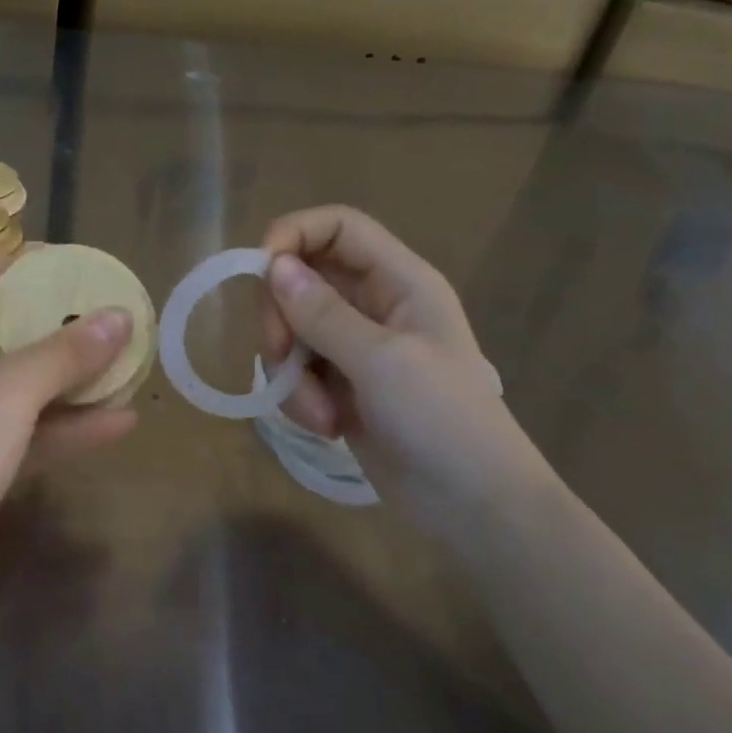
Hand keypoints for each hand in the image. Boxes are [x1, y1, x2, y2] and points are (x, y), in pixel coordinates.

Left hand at [0, 251, 137, 616]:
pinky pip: (21, 431)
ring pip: (11, 385)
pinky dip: (63, 426)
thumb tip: (121, 316)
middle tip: (93, 317)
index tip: (40, 274)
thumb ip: (67, 351)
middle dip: (42, 324)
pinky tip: (118, 422)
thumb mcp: (11, 388)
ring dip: (64, 378)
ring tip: (121, 365)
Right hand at [259, 206, 550, 517]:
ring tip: (320, 413)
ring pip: (291, 330)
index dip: (293, 236)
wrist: (473, 505)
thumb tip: (272, 266)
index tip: (259, 274)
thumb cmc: (443, 420)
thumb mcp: (382, 361)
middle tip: (280, 357)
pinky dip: (298, 397)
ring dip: (291, 372)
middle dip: (282, 319)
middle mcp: (374, 304)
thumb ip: (323, 313)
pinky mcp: (339, 384)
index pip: (337, 227)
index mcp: (398, 281)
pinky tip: (326, 425)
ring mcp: (354, 346)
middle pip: (301, 279)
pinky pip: (296, 370)